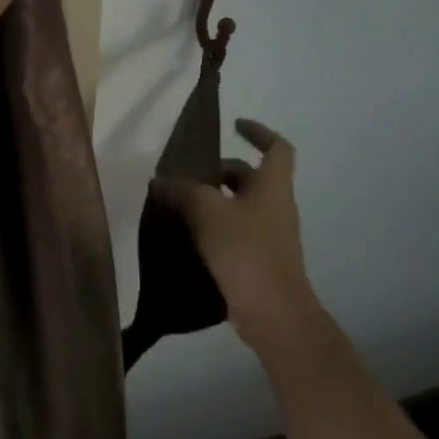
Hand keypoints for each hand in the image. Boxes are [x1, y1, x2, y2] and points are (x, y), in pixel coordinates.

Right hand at [154, 119, 326, 361]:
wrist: (273, 312)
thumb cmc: (245, 251)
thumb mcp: (207, 213)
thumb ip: (182, 192)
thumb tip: (161, 181)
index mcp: (272, 186)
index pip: (277, 147)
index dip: (258, 132)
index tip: (234, 126)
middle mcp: (276, 206)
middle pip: (250, 177)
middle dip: (219, 172)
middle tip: (187, 176)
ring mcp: (271, 235)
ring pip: (241, 206)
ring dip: (214, 201)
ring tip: (179, 205)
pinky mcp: (260, 260)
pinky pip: (237, 232)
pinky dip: (215, 227)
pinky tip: (188, 236)